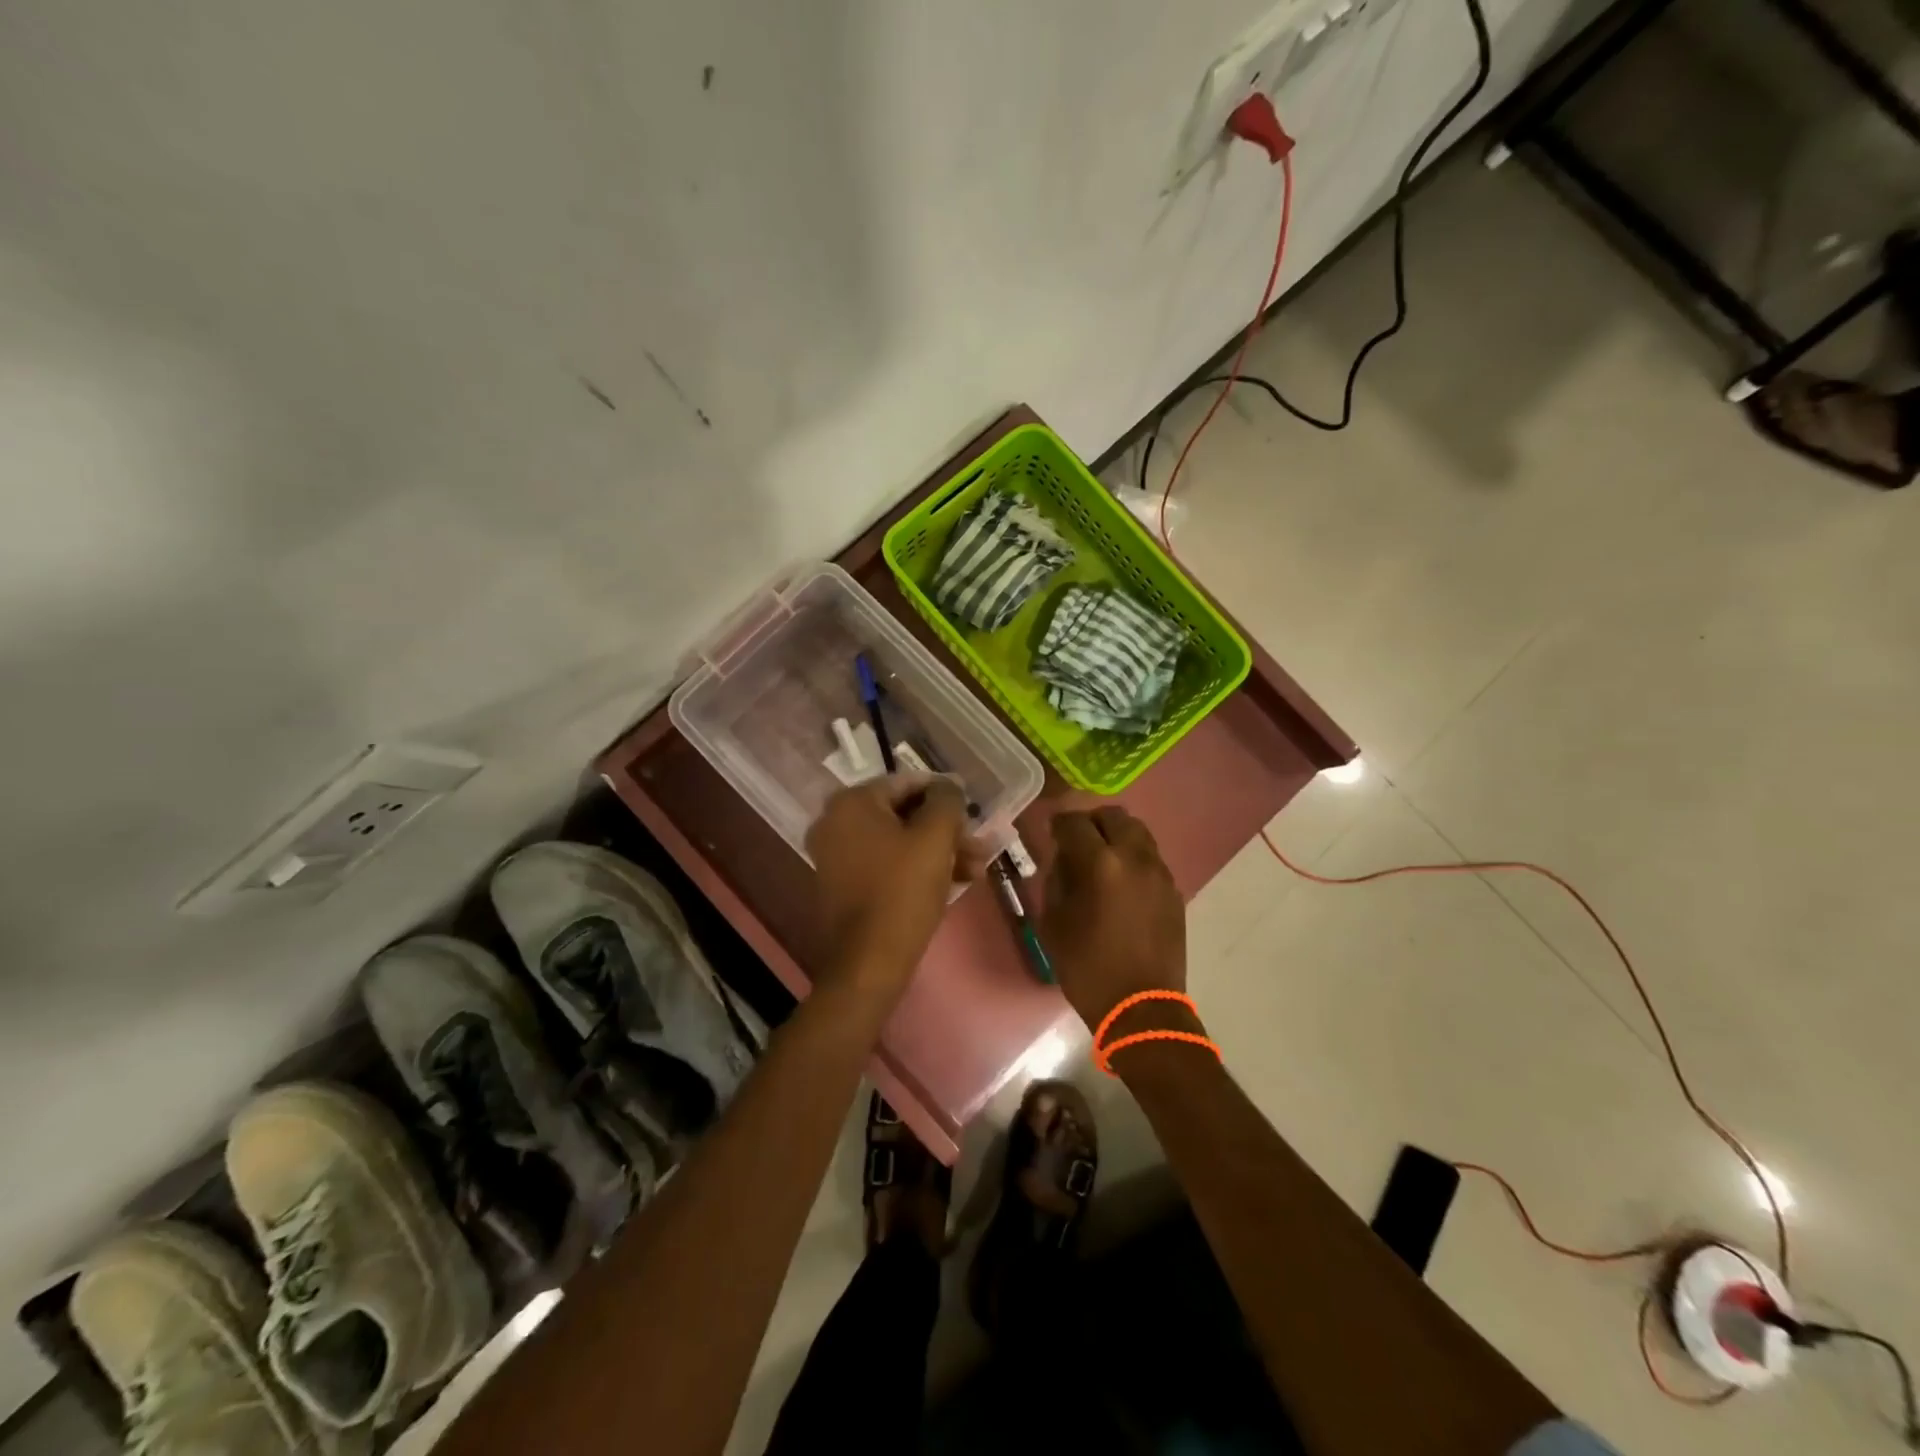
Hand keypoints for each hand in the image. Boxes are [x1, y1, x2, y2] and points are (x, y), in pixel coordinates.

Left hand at [807, 776, 985, 999]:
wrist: (869, 963)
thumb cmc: (903, 891)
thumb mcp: (935, 838)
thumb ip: (947, 800)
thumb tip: (949, 786)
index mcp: (851, 802)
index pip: (908, 783)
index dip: (946, 796)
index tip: (974, 815)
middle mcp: (835, 822)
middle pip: (904, 814)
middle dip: (946, 831)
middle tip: (980, 848)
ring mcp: (836, 855)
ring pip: (899, 842)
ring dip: (939, 852)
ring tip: (975, 870)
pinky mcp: (843, 885)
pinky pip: (886, 864)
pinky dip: (917, 868)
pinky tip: (953, 883)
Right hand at [1041, 807, 1187, 1031]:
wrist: (1142, 1008)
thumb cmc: (1088, 969)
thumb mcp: (1054, 924)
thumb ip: (1056, 881)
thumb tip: (1064, 860)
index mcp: (1101, 865)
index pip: (1075, 823)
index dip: (1059, 823)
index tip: (1051, 832)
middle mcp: (1135, 858)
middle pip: (1114, 817)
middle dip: (1091, 823)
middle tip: (1077, 841)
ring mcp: (1160, 873)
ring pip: (1138, 832)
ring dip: (1116, 836)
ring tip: (1101, 859)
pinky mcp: (1174, 891)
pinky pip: (1151, 858)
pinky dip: (1133, 857)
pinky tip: (1121, 882)